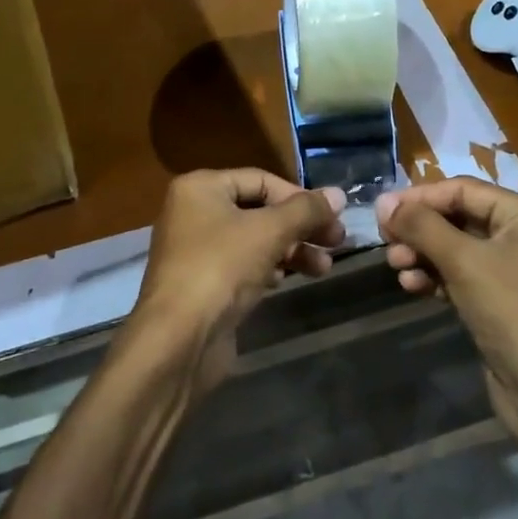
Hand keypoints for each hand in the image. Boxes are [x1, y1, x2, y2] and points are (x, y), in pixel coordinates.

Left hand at [129, 169, 345, 389]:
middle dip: (300, 226)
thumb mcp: (269, 231)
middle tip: (337, 242)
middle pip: (259, 211)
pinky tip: (290, 279)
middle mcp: (194, 213)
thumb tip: (338, 194)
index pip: (260, 179)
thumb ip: (306, 210)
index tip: (332, 217)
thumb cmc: (221, 268)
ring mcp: (197, 250)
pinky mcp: (204, 284)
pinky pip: (243, 265)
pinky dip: (270, 268)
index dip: (299, 196)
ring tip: (324, 268)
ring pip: (254, 240)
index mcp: (201, 188)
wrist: (179, 339)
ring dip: (292, 250)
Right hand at [376, 178, 517, 461]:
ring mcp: (510, 270)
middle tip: (385, 242)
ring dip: (421, 253)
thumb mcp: (463, 261)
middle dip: (419, 229)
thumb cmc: (512, 311)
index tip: (382, 212)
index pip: (462, 189)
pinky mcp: (498, 300)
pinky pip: (458, 275)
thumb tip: (385, 203)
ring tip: (396, 266)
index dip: (420, 197)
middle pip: (456, 217)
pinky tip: (412, 287)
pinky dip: (434, 277)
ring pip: (454, 248)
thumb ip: (422, 226)